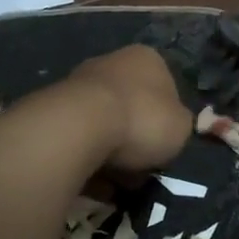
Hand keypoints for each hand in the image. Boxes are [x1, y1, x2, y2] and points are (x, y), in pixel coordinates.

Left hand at [66, 45, 193, 175]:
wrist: (81, 126)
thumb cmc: (142, 120)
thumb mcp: (181, 127)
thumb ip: (179, 125)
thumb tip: (168, 129)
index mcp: (148, 58)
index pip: (166, 89)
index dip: (167, 121)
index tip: (164, 146)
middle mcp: (112, 61)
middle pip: (132, 106)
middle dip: (136, 137)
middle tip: (140, 167)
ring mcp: (80, 82)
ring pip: (105, 123)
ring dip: (110, 150)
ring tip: (115, 180)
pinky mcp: (56, 106)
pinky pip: (81, 137)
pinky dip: (88, 156)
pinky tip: (92, 178)